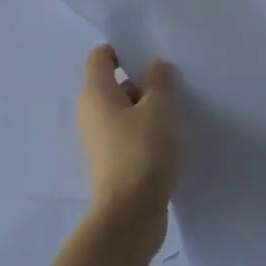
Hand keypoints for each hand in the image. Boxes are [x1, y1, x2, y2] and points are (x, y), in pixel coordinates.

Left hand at [77, 46, 179, 247]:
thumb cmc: (142, 152)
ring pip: (122, 110)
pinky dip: (144, 130)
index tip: (151, 57)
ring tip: (175, 110)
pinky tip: (168, 137)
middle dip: (140, 80)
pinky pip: (126, 133)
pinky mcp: (110, 161)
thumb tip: (153, 67)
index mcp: (95, 93)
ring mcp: (98, 139)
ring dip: (145, 107)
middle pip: (112, 82)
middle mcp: (90, 112)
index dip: (123, 50)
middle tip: (171, 82)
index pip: (100, 56)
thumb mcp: (159, 109)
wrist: (129, 215)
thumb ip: (158, 82)